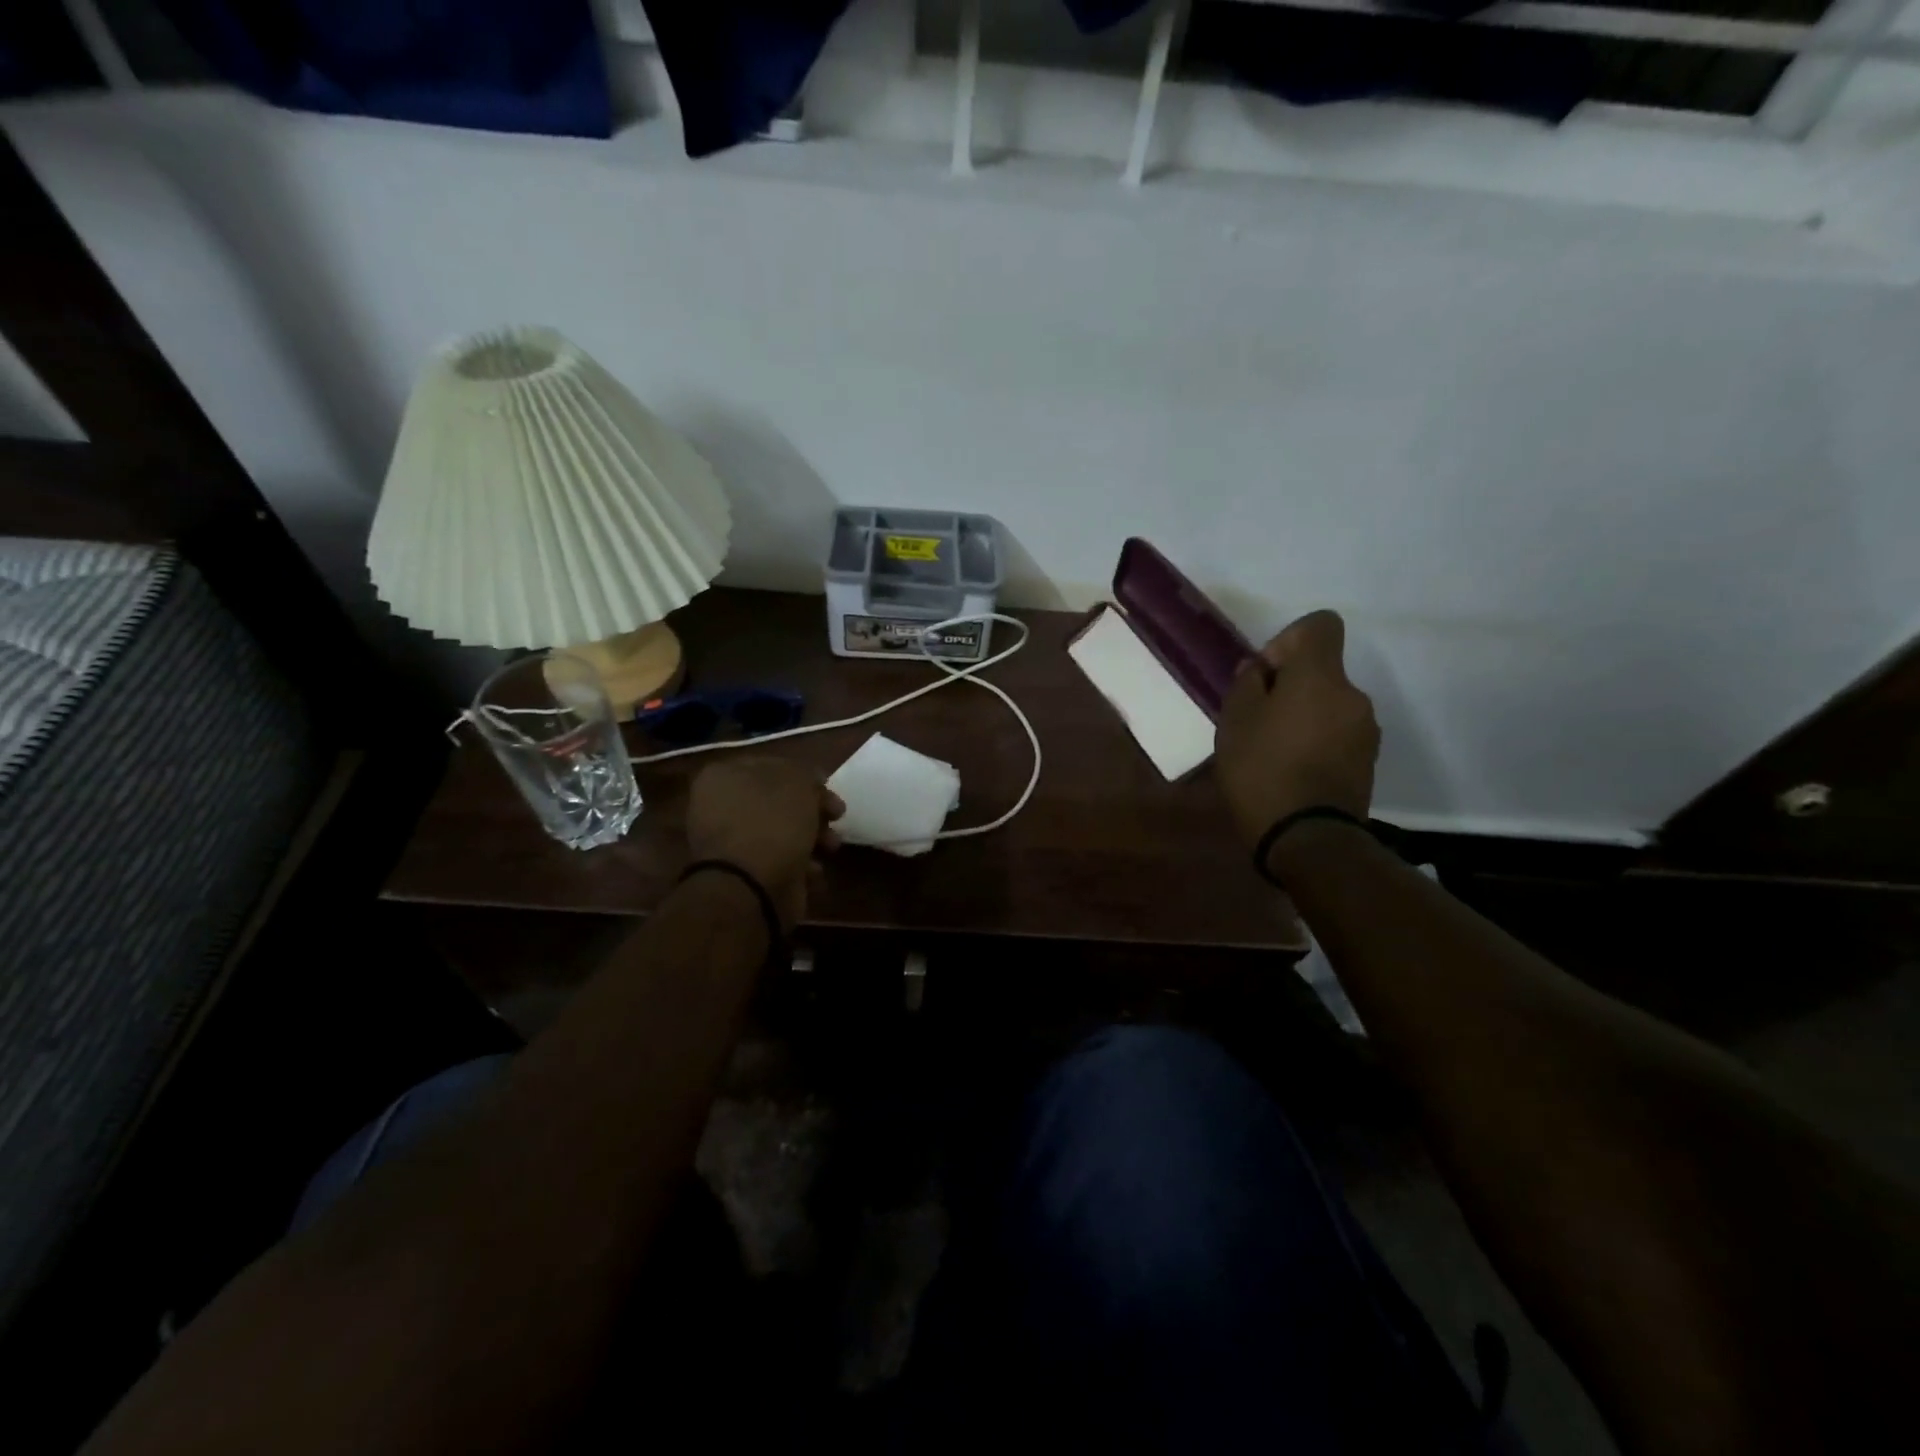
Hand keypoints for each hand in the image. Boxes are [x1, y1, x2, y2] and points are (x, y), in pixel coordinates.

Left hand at [686, 759, 843, 929]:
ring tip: (831, 847)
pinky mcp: (745, 874)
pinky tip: (813, 871)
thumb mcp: (797, 783)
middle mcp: (720, 806)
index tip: (829, 787)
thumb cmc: (772, 824)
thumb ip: (805, 774)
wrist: (749, 888)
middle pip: (778, 800)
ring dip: (812, 837)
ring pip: (782, 831)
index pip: (771, 765)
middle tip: (837, 816)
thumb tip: (809, 781)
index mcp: (723, 776)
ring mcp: (730, 843)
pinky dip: (800, 864)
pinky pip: (779, 860)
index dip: (804, 775)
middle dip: (813, 809)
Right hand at [1215, 609, 1379, 862]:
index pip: (1321, 625)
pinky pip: (1338, 733)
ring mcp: (1366, 730)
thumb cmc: (1262, 772)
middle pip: (1322, 670)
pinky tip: (1291, 769)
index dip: (1289, 639)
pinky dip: (1316, 740)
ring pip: (1329, 704)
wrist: (1308, 839)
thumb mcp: (1234, 723)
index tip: (1265, 674)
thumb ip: (1247, 685)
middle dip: (1290, 686)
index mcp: (1321, 677)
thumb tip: (1260, 669)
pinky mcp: (1368, 761)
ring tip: (1272, 750)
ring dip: (1303, 715)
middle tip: (1257, 720)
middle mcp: (1353, 695)